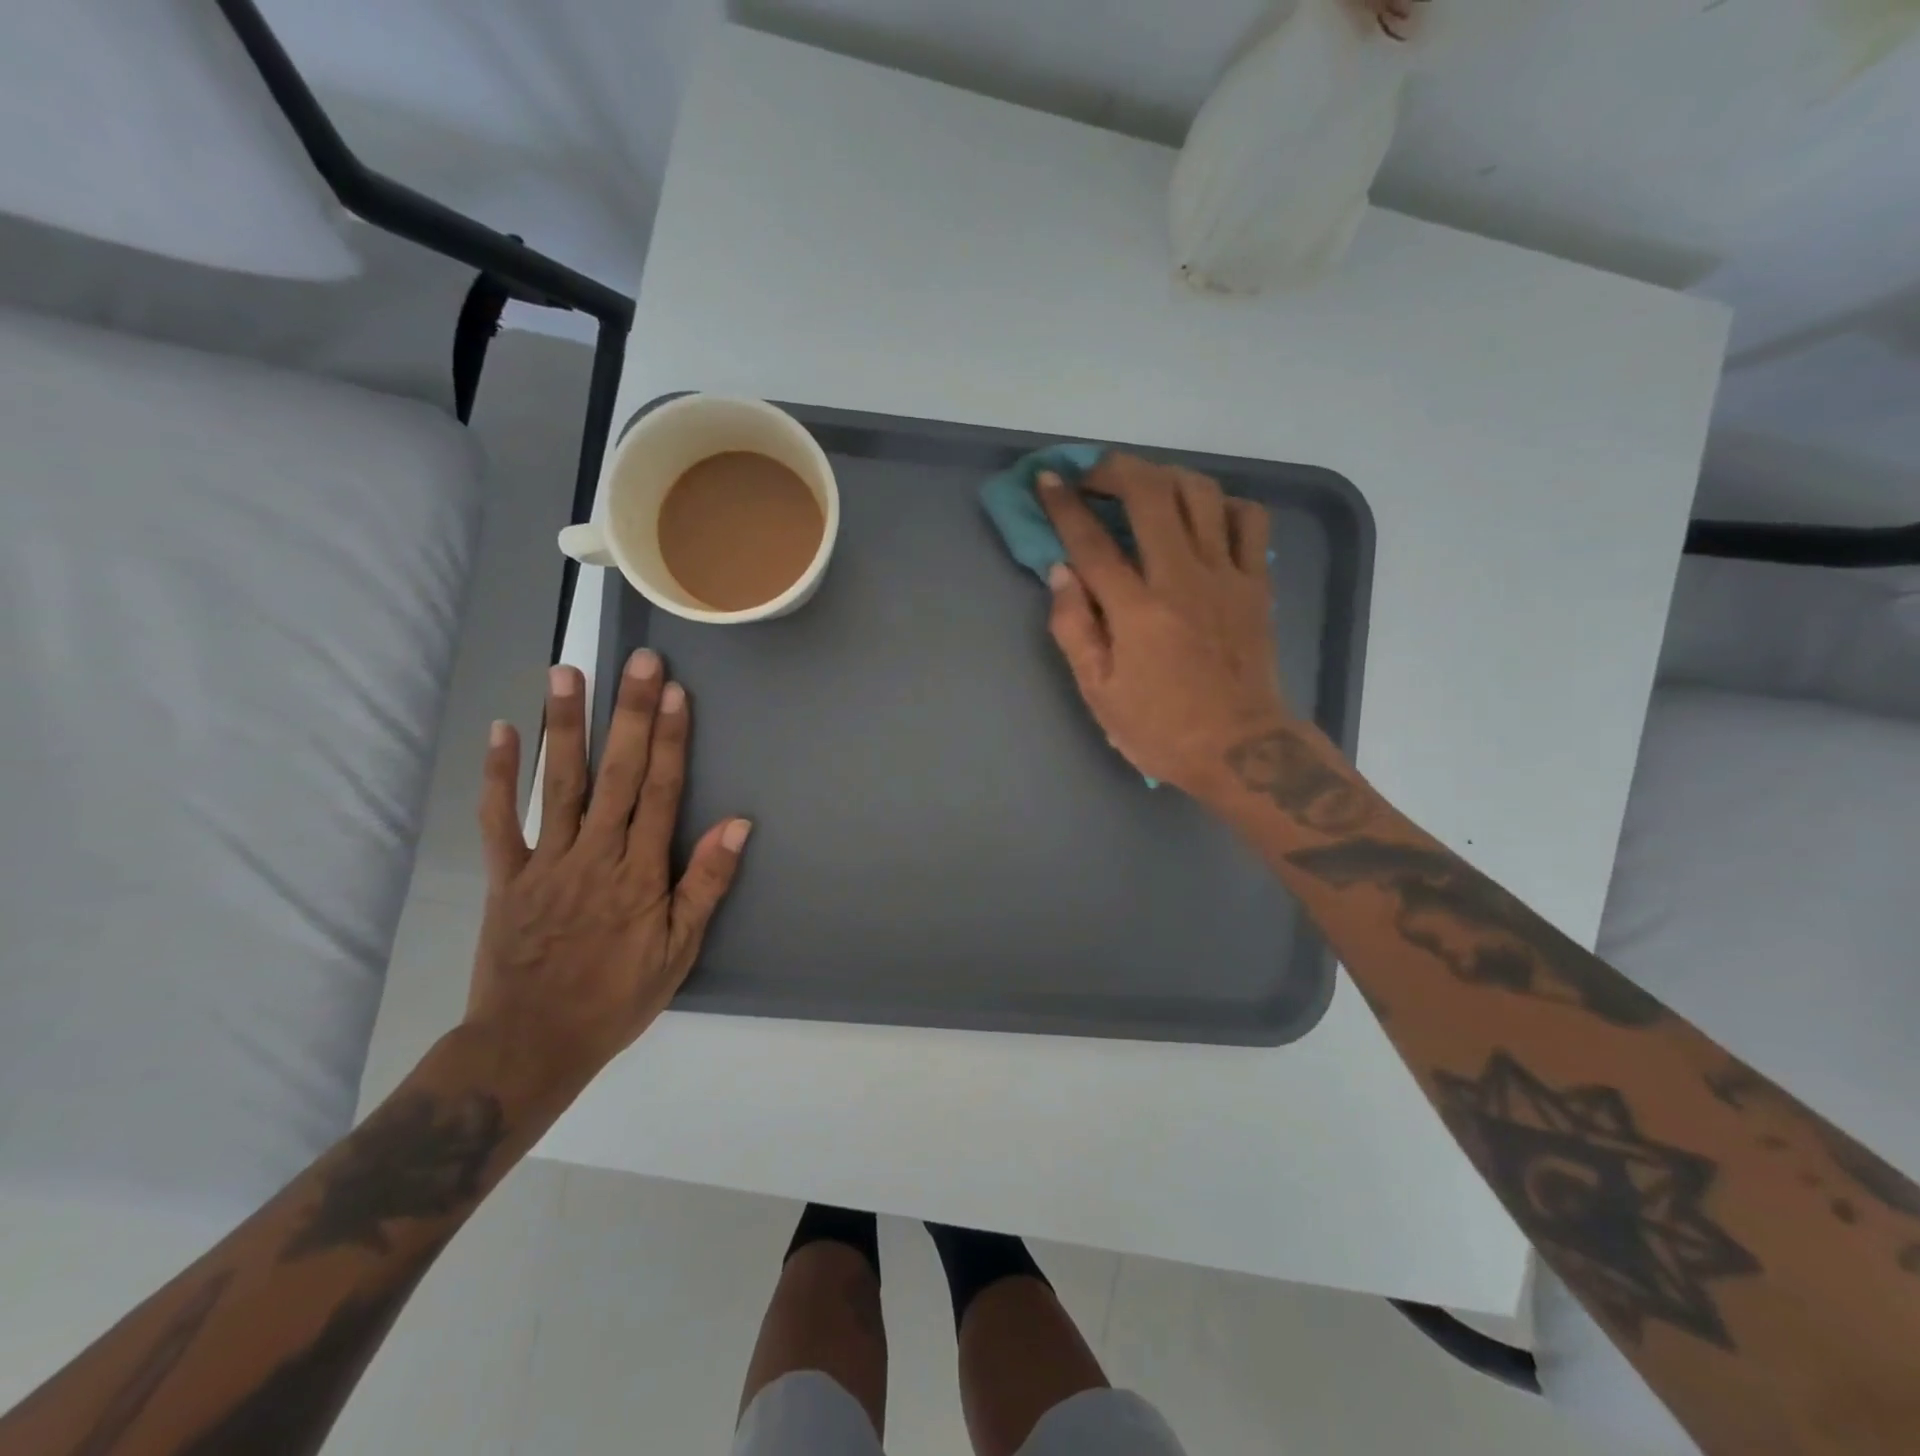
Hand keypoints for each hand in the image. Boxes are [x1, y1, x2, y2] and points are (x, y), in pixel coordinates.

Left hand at [466, 651, 749, 1104]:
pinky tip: (502, 732)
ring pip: (559, 783)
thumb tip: (738, 825)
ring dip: (564, 726)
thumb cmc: (616, 998)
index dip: (670, 739)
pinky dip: (499, 776)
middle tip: (637, 660)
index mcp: (640, 872)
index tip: (674, 691)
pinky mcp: (505, 875)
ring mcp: (545, 861)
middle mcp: (594, 854)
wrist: (530, 1045)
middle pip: (617, 773)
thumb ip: (705, 884)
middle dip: (630, 714)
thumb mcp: (678, 951)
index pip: (661, 792)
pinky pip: (499, 820)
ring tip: (567, 673)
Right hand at [1039, 454, 1293, 796]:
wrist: (1241, 750)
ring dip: (1166, 476)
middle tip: (1094, 475)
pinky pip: (1250, 519)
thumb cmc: (1161, 729)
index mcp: (1137, 611)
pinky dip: (1224, 504)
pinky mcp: (1257, 583)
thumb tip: (1061, 572)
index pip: (1092, 542)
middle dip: (1115, 470)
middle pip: (1151, 494)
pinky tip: (1204, 516)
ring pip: (1201, 493)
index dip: (1064, 504)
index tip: (1047, 478)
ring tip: (1144, 487)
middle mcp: (1182, 578)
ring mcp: (1226, 575)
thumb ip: (1074, 629)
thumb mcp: (1099, 693)